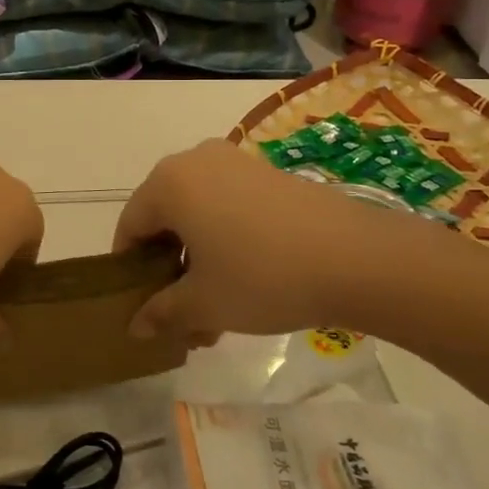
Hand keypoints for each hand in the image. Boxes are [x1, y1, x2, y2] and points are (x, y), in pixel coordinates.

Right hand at [114, 139, 464, 341]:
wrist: (358, 258)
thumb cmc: (263, 276)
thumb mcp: (204, 303)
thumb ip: (161, 312)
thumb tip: (135, 327)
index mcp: (168, 183)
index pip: (130, 226)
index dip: (130, 270)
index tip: (142, 306)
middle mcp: (195, 161)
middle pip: (164, 218)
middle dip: (168, 268)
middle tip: (182, 313)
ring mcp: (235, 163)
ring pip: (198, 213)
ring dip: (198, 258)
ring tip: (217, 306)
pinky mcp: (269, 173)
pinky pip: (228, 204)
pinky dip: (225, 239)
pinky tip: (247, 279)